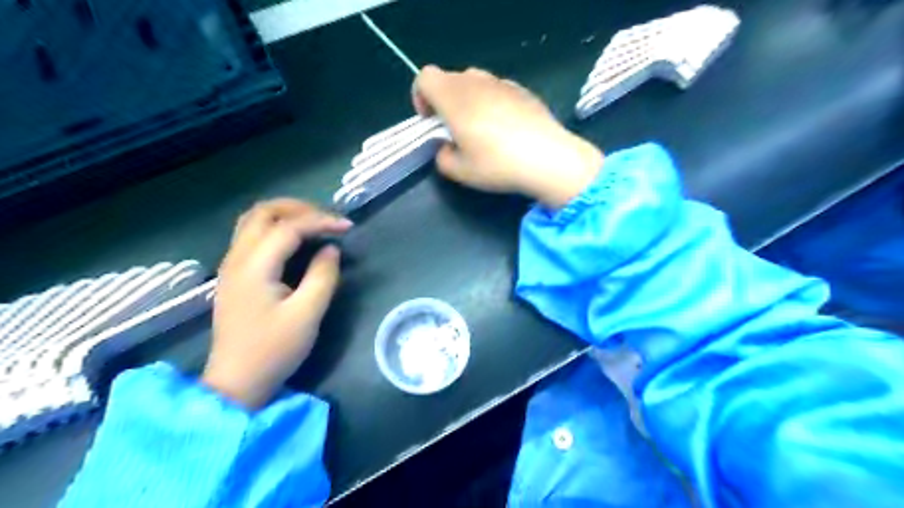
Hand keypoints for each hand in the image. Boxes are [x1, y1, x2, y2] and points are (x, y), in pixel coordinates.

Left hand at [202, 199, 350, 407]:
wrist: (237, 381)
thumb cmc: (273, 350)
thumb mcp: (307, 314)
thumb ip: (322, 276)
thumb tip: (331, 249)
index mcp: (254, 266)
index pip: (289, 227)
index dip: (321, 221)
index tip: (348, 227)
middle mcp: (237, 258)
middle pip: (263, 212)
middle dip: (299, 208)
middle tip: (328, 219)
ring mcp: (231, 266)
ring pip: (253, 220)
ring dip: (285, 215)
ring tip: (314, 224)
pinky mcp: (234, 275)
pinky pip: (251, 235)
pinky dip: (276, 228)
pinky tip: (295, 241)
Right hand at [414, 66, 601, 207]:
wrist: (548, 158)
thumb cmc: (498, 164)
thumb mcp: (460, 172)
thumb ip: (442, 157)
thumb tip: (446, 147)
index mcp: (454, 97)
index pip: (425, 77)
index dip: (420, 97)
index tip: (431, 121)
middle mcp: (476, 82)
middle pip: (449, 78)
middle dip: (444, 100)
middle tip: (455, 129)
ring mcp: (502, 83)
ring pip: (474, 82)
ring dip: (468, 100)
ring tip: (481, 129)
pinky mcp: (523, 90)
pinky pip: (497, 89)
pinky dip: (492, 102)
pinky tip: (506, 128)